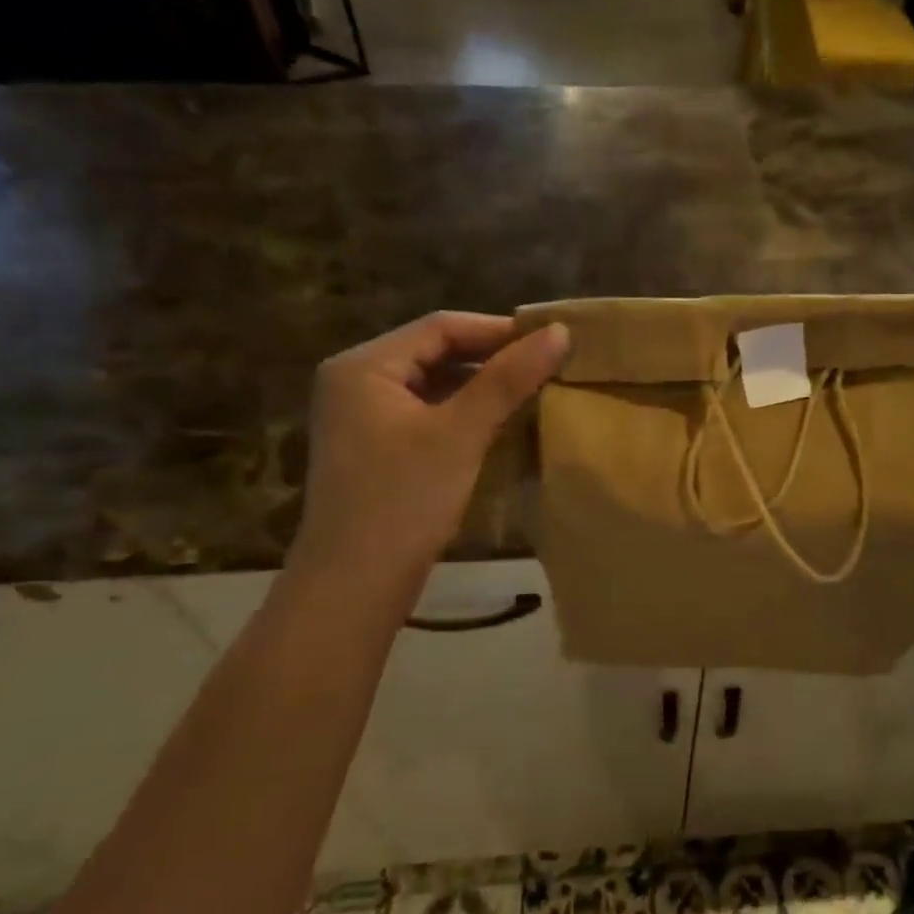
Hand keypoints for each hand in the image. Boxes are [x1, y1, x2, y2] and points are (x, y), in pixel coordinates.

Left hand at [287, 312, 569, 595]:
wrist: (354, 586)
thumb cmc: (404, 500)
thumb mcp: (461, 433)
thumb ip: (508, 379)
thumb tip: (560, 332)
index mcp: (364, 366)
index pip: (441, 327)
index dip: (499, 330)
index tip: (551, 340)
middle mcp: (356, 382)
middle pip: (435, 352)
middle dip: (491, 357)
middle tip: (547, 365)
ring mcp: (363, 417)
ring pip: (433, 384)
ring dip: (481, 385)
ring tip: (532, 390)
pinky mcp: (375, 448)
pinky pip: (427, 413)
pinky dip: (464, 412)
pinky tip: (499, 422)